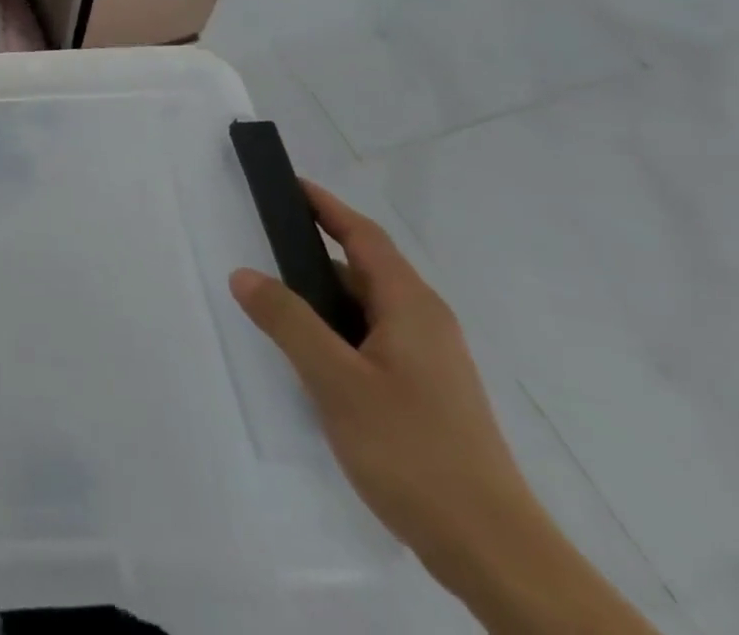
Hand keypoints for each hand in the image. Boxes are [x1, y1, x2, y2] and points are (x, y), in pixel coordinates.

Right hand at [229, 183, 660, 634]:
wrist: (494, 554)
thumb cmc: (413, 451)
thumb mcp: (336, 381)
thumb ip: (287, 321)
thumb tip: (244, 273)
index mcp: (411, 307)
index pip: (363, 236)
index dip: (325, 206)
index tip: (288, 184)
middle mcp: (425, 324)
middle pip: (364, 270)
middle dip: (313, 254)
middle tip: (262, 247)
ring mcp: (431, 363)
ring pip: (367, 310)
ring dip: (323, 299)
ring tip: (275, 306)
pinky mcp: (427, 396)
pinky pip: (372, 341)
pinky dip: (337, 332)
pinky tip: (311, 360)